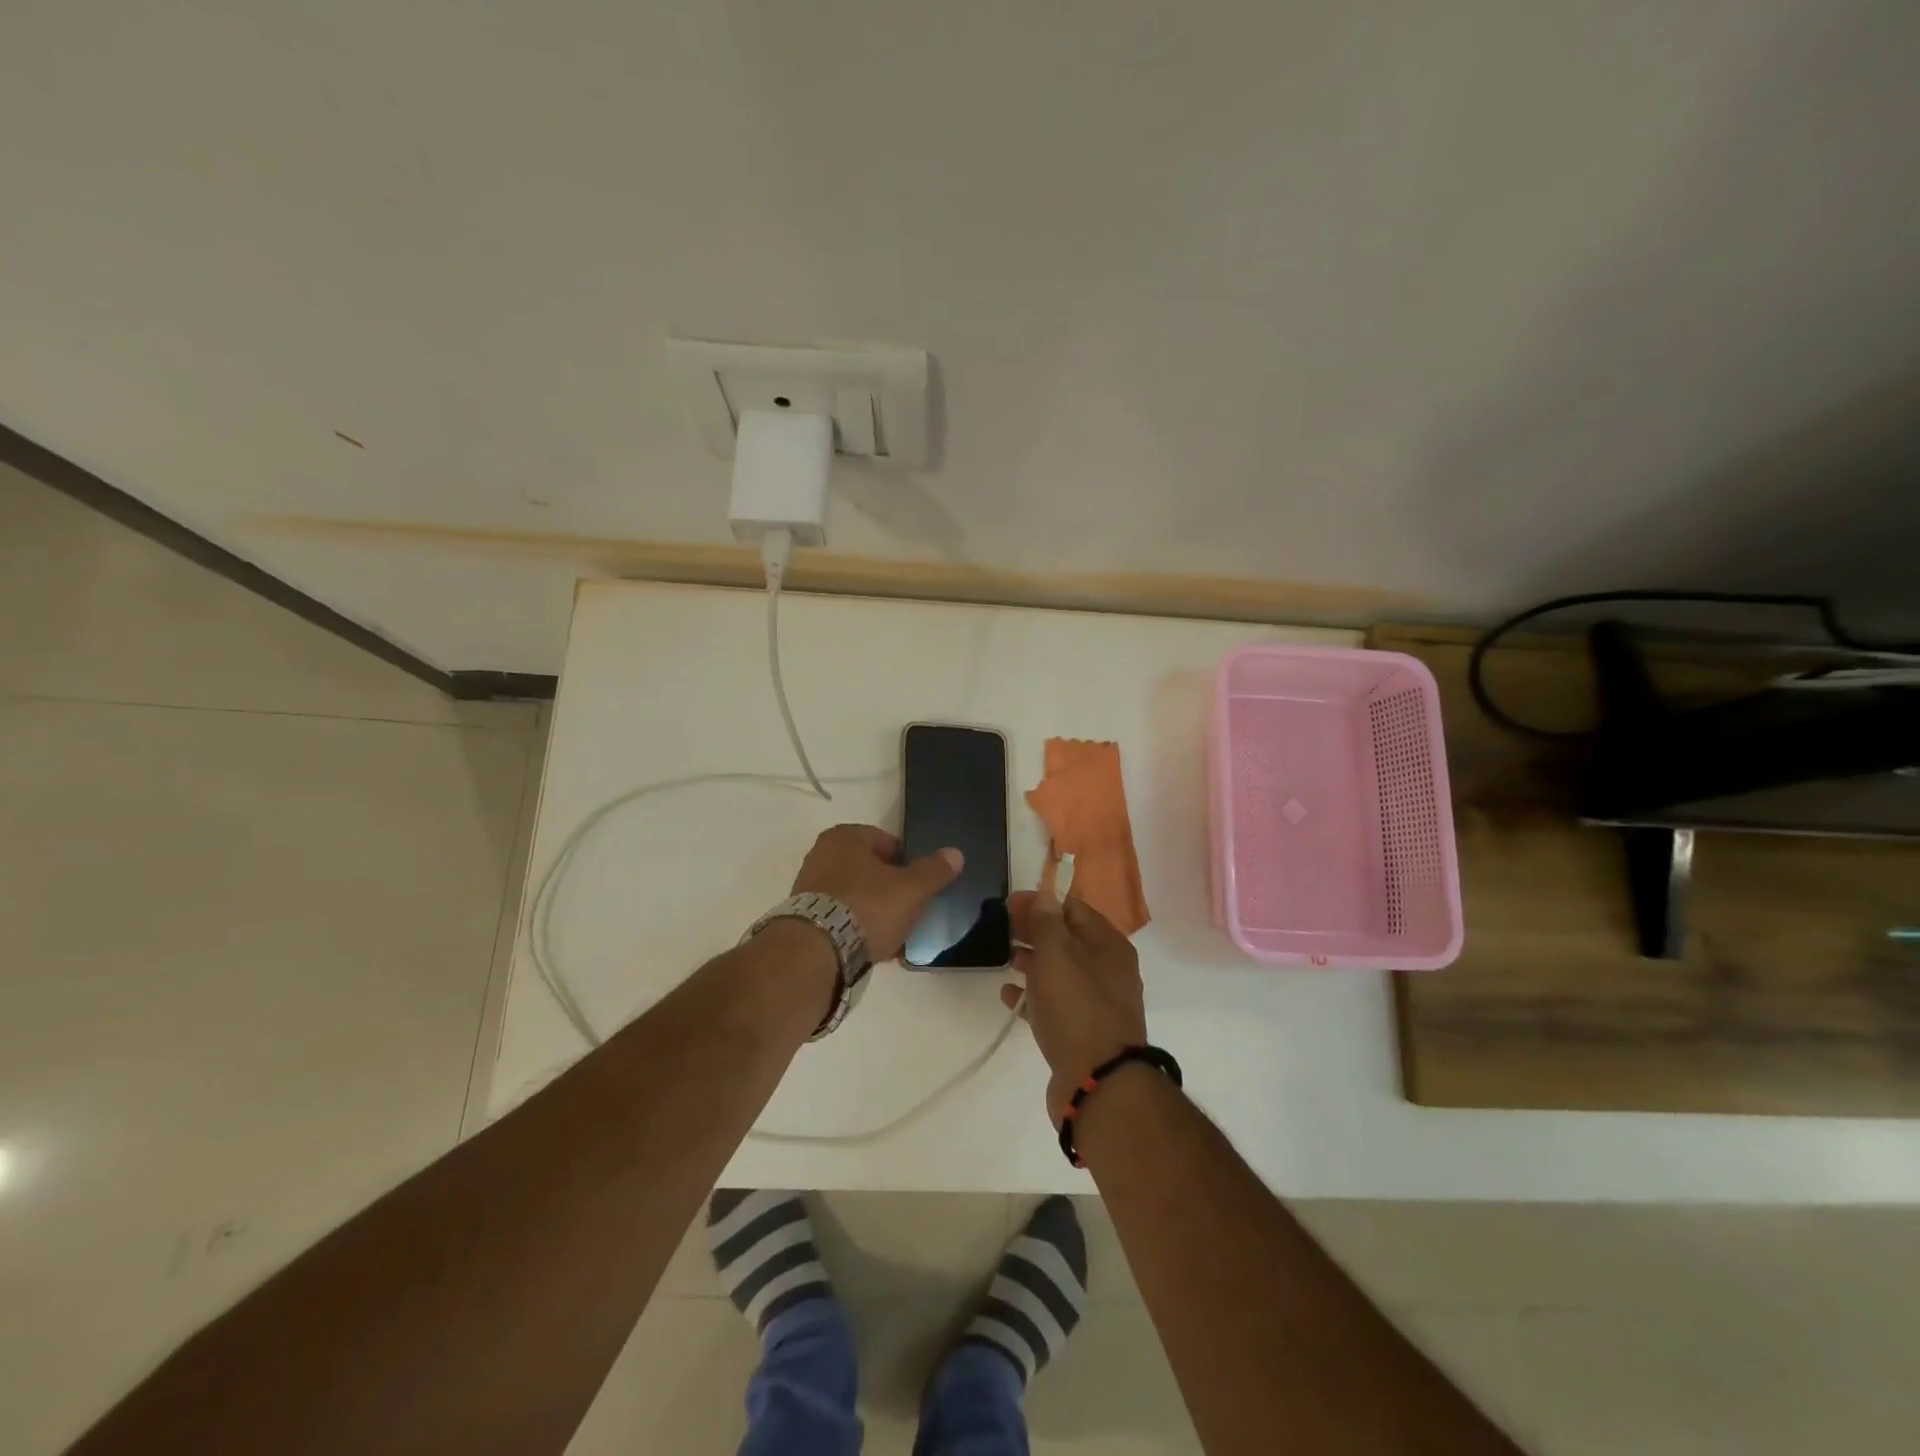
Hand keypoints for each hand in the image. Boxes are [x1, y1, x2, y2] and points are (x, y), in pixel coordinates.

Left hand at [791, 825, 961, 963]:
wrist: (816, 952)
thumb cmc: (867, 907)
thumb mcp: (911, 889)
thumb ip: (934, 871)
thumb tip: (955, 853)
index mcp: (845, 836)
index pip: (887, 842)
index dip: (907, 863)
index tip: (918, 887)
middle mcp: (822, 854)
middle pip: (869, 869)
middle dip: (888, 888)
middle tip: (907, 910)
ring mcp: (808, 886)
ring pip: (854, 894)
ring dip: (872, 909)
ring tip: (890, 933)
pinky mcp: (802, 917)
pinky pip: (839, 916)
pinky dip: (854, 926)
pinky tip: (869, 946)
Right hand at [1003, 890, 1148, 1122]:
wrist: (1098, 1082)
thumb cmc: (1076, 1008)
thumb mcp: (1057, 955)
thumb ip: (1047, 922)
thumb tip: (1044, 895)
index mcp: (1109, 945)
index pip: (1074, 908)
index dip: (1041, 901)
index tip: (1009, 904)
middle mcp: (1108, 970)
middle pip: (1067, 939)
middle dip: (1035, 930)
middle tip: (1001, 928)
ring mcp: (1096, 1002)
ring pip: (1060, 971)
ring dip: (1033, 961)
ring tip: (1004, 957)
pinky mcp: (1082, 1032)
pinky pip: (1055, 1004)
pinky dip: (1033, 996)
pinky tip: (1008, 995)